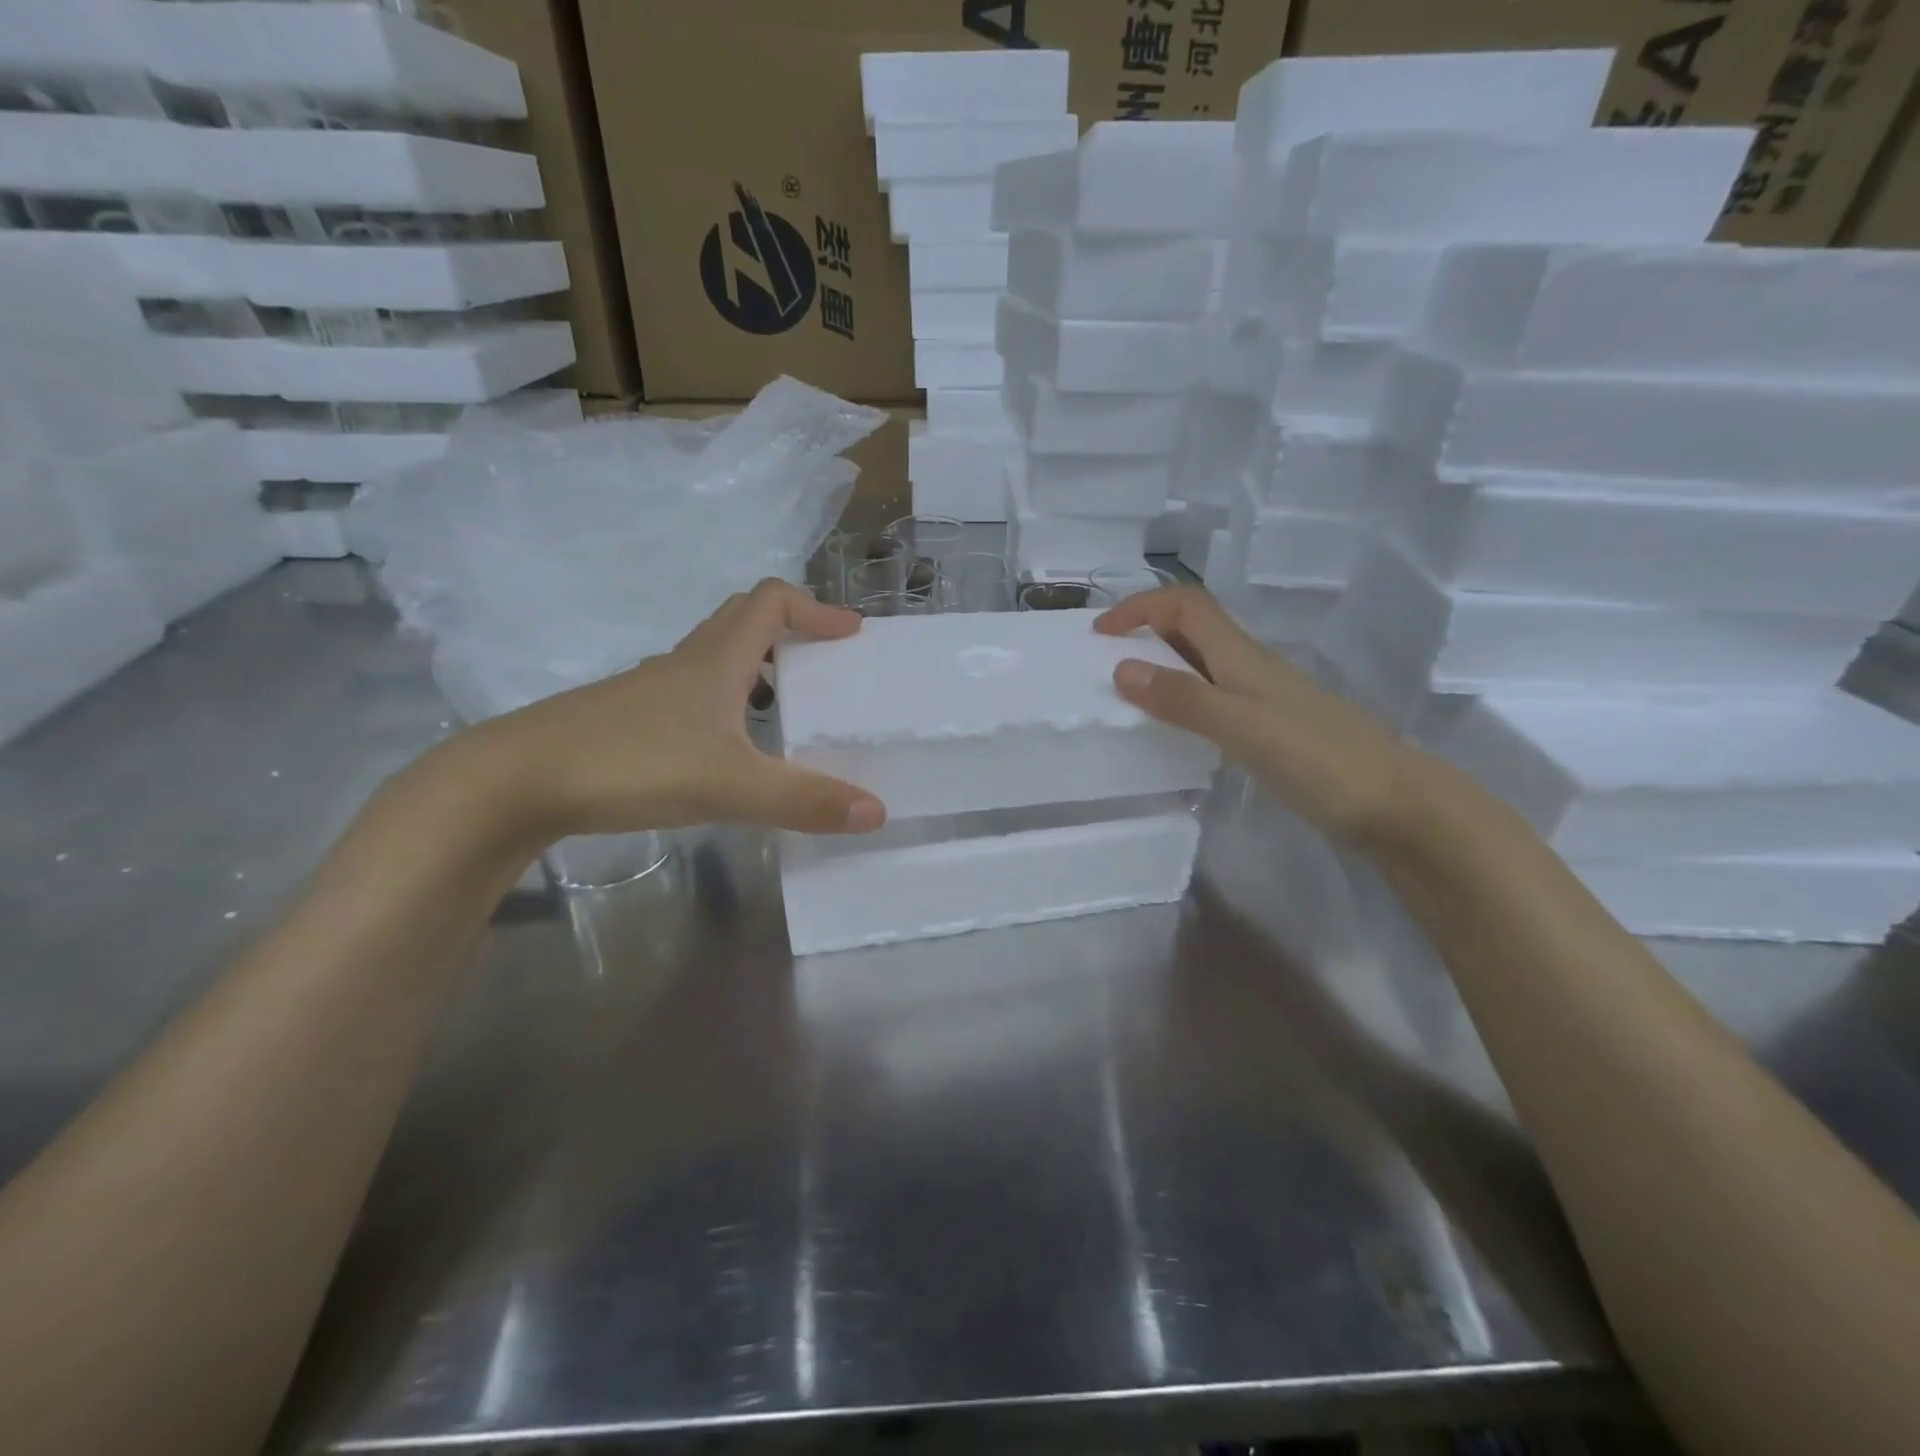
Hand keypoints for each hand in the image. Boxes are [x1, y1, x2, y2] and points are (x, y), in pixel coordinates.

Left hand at [456, 580, 887, 845]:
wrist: (517, 780)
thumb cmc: (632, 763)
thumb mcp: (731, 785)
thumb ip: (805, 799)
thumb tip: (877, 811)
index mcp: (716, 659)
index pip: (771, 602)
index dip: (815, 609)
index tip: (850, 635)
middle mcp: (686, 664)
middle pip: (742, 621)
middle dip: (789, 632)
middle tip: (822, 664)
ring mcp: (652, 691)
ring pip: (716, 660)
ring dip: (758, 669)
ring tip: (786, 709)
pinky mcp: (629, 720)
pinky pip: (692, 695)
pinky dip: (725, 704)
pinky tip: (728, 749)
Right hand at [1094, 586, 1435, 847]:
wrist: (1400, 809)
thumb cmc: (1323, 762)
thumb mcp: (1245, 728)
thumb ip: (1185, 700)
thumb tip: (1121, 668)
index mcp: (1244, 657)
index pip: (1186, 606)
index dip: (1140, 607)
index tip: (1099, 634)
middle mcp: (1251, 669)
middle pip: (1192, 630)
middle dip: (1144, 633)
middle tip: (1102, 665)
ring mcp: (1263, 701)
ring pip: (1202, 666)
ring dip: (1161, 668)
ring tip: (1124, 697)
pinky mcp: (1270, 731)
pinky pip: (1213, 700)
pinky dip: (1182, 702)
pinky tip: (1171, 733)